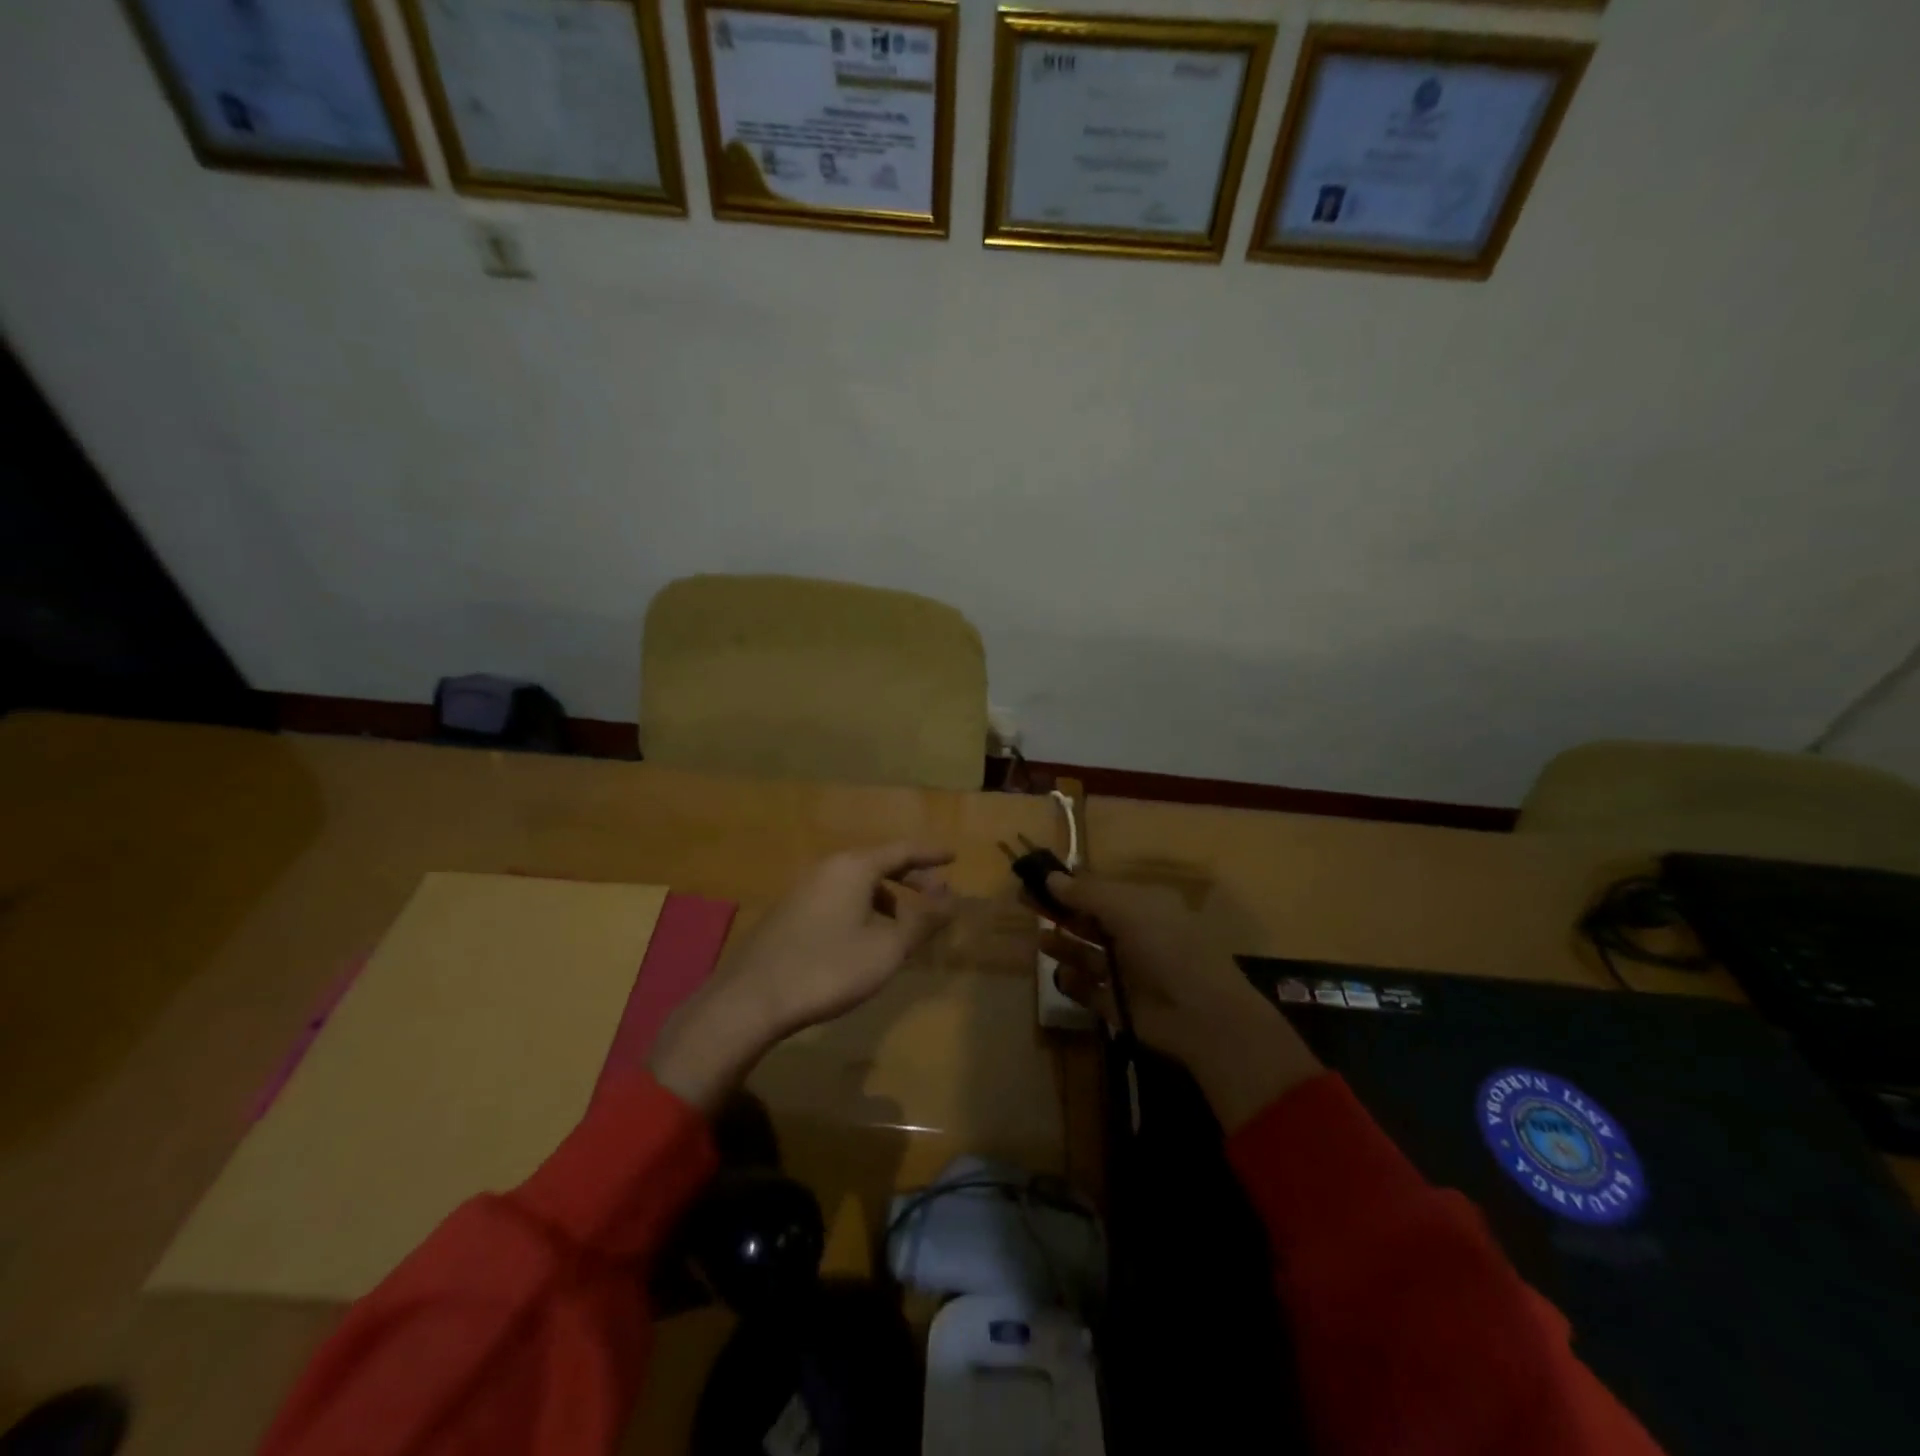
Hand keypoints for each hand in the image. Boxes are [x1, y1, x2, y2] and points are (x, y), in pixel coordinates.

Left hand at [650, 843, 955, 1109]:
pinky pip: (839, 897)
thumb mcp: (886, 949)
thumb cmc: (828, 968)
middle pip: (880, 863)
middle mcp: (828, 867)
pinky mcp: (790, 911)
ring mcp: (805, 888)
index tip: (954, 856)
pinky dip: (864, 907)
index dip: (931, 854)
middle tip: (938, 897)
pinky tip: (866, 939)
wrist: (752, 998)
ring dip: (888, 898)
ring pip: (858, 882)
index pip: (902, 850)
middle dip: (912, 878)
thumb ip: (922, 922)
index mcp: (854, 867)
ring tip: (905, 926)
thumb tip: (950, 899)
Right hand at [1041, 872, 1321, 1131]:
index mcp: (1142, 907)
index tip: (1037, 879)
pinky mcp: (1118, 1005)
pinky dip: (1074, 983)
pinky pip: (1088, 990)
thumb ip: (1085, 894)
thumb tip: (1050, 877)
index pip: (1099, 891)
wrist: (1200, 1014)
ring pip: (1086, 955)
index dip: (1069, 885)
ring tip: (1040, 940)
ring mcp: (1126, 973)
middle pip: (1088, 920)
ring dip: (1063, 946)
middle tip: (1024, 902)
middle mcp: (1133, 936)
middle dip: (1059, 912)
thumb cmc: (1165, 946)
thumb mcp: (1126, 908)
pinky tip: (1062, 975)